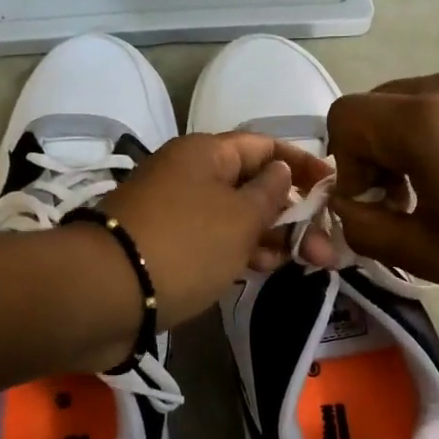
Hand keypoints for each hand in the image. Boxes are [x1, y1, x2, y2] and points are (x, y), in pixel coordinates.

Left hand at [99, 132, 331, 328]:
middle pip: (251, 184)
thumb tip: (280, 171)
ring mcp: (175, 212)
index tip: (333, 186)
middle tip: (325, 248)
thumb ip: (270, 193)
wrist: (106, 293)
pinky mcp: (165, 247)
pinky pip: (214, 241)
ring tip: (304, 264)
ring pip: (234, 217)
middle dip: (292, 213)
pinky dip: (241, 252)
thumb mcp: (240, 217)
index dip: (301, 163)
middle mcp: (188, 175)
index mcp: (205, 153)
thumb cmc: (185, 245)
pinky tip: (263, 269)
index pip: (264, 145)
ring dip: (271, 236)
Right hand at [322, 62, 438, 309]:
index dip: (346, 163)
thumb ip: (363, 228)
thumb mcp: (427, 255)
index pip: (345, 117)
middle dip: (376, 152)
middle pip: (379, 104)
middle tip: (407, 200)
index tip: (378, 202)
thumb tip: (344, 206)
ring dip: (412, 139)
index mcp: (424, 122)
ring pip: (418, 99)